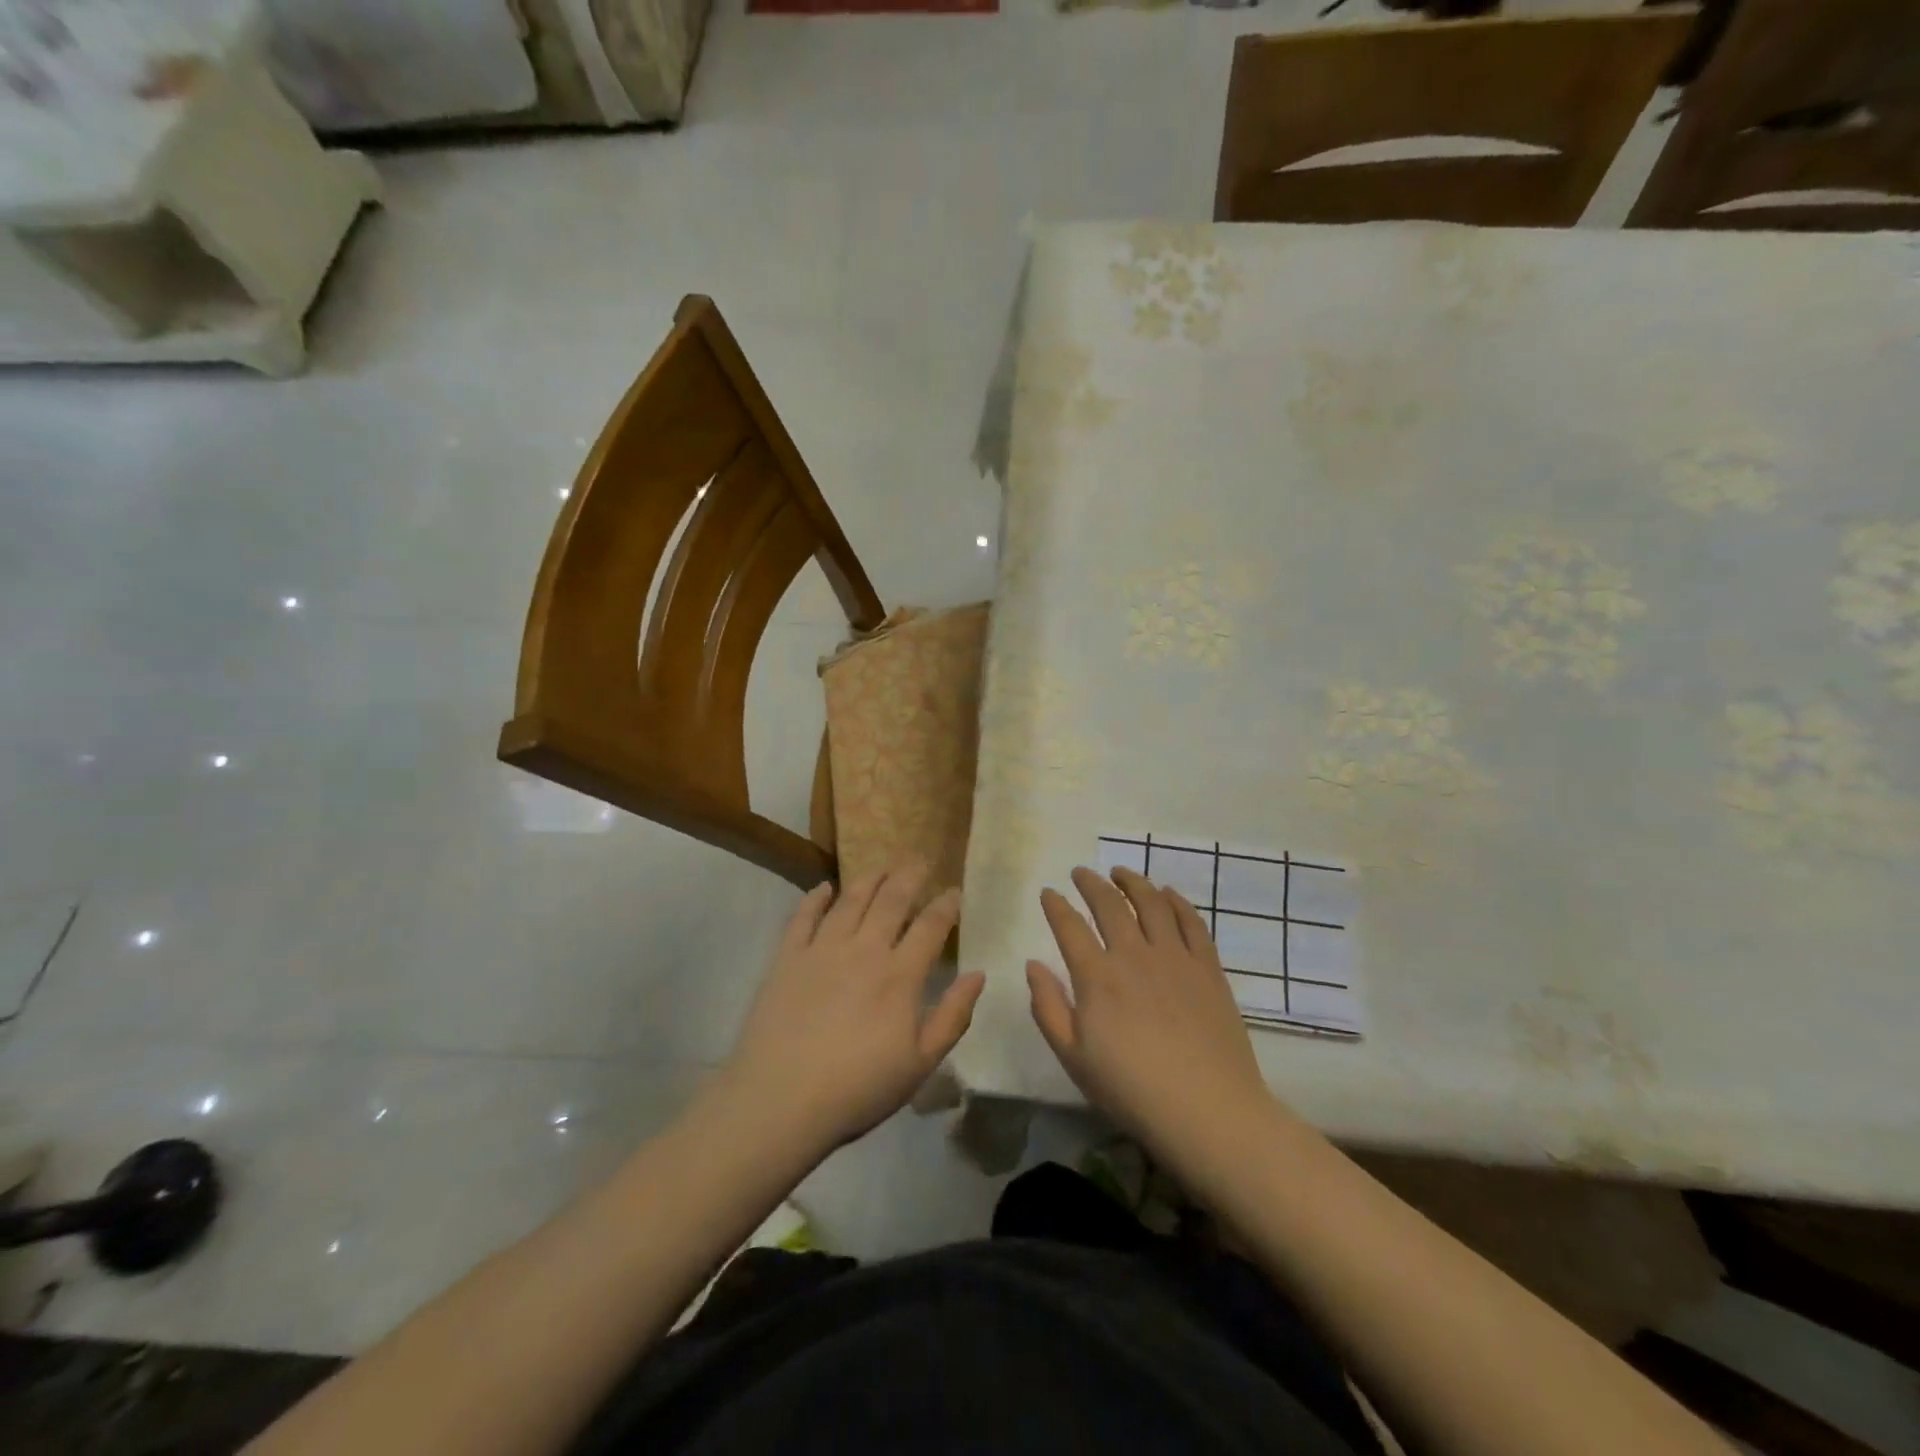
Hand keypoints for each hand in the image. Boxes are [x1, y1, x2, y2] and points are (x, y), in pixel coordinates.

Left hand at [721, 863, 984, 1154]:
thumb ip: (953, 1016)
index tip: (955, 890)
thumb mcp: (920, 1064)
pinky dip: (815, 897)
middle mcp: (864, 950)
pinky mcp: (787, 958)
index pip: (931, 926)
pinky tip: (824, 887)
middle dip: (910, 875)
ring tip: (882, 864)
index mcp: (900, 975)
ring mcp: (822, 950)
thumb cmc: (858, 1089)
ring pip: (851, 900)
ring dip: (870, 878)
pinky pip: (803, 916)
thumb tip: (978, 974)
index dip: (946, 904)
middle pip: (892, 900)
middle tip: (921, 858)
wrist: (780, 1101)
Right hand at [1028, 867, 1274, 1166]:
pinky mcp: (1208, 967)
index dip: (1055, 905)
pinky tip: (1168, 894)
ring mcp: (1175, 957)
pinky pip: (1191, 922)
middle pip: (1110, 904)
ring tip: (1121, 872)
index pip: (1069, 926)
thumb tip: (1033, 965)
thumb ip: (1048, 1007)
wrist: (1207, 1110)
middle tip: (1081, 872)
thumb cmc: (1131, 1090)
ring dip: (1133, 882)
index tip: (1048, 892)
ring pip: (1151, 903)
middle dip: (1091, 883)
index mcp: (1097, 977)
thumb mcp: (1073, 1058)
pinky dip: (1176, 901)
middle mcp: (1133, 954)